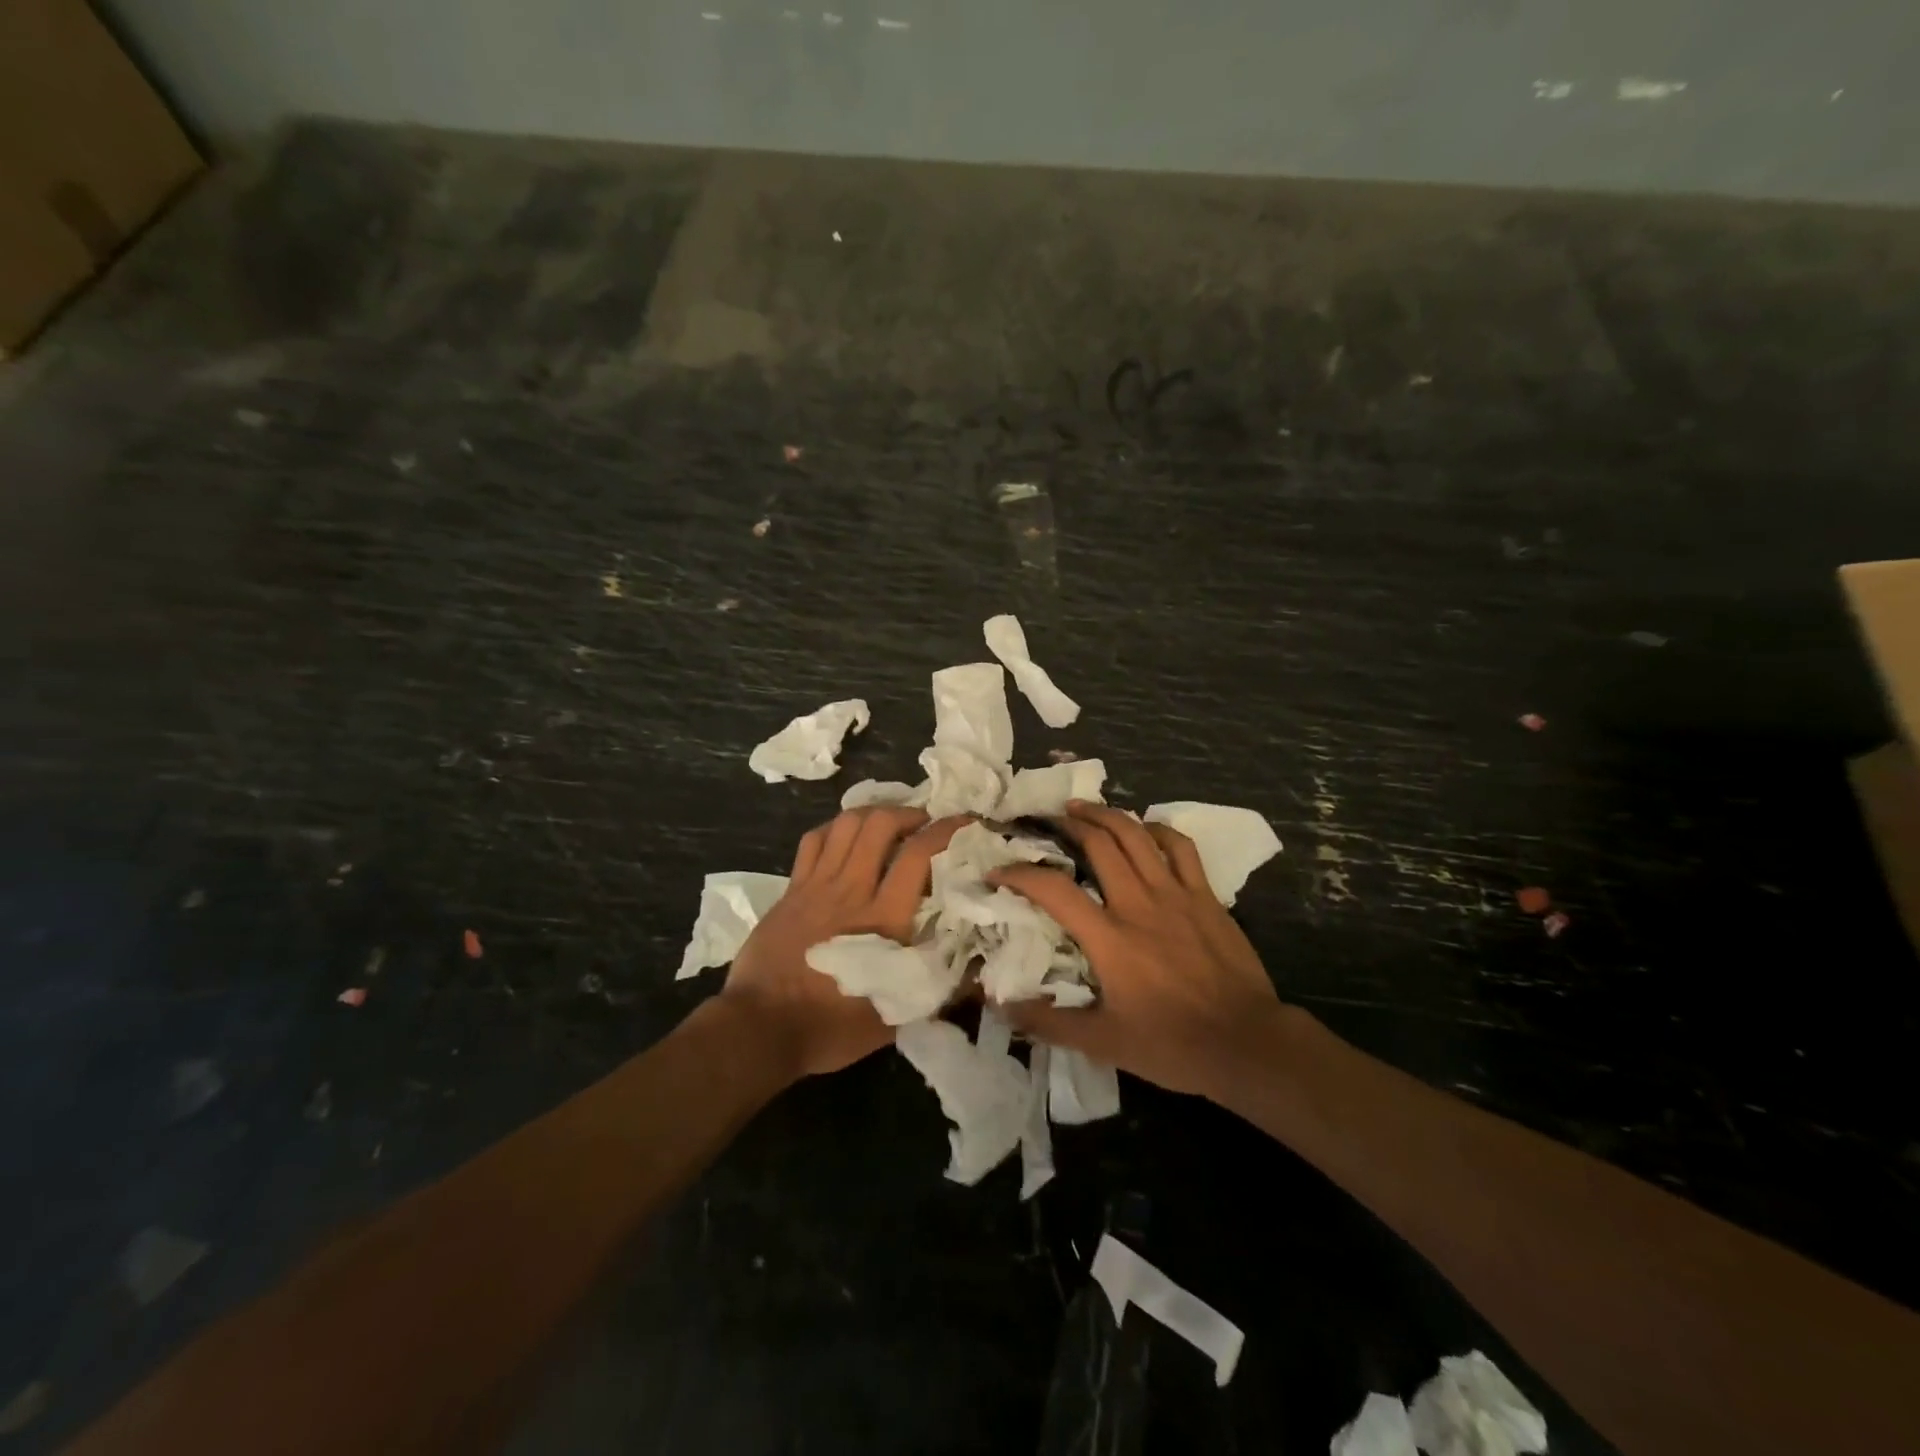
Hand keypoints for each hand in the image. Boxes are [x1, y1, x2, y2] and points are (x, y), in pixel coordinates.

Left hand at [723, 808, 969, 1078]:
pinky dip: (835, 829)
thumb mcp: (895, 1017)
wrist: (759, 1029)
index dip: (946, 831)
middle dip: (909, 813)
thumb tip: (978, 971)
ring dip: (874, 814)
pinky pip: (814, 840)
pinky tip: (846, 838)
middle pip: (881, 825)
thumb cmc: (831, 1026)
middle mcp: (852, 890)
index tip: (966, 823)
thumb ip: (938, 988)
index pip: (918, 855)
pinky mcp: (792, 888)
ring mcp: (817, 885)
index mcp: (884, 920)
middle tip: (924, 824)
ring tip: (889, 824)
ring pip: (846, 824)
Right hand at [990, 801, 1283, 1099]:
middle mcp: (1138, 904)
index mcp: (1109, 938)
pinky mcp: (1205, 896)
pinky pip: (1180, 847)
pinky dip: (1158, 830)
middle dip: (1066, 824)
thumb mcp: (1104, 1043)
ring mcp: (1175, 894)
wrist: (1246, 1043)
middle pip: (1098, 844)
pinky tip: (1145, 828)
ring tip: (1083, 807)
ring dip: (1105, 815)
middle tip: (1046, 820)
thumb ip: (1050, 1023)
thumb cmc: (1172, 1044)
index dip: (1020, 874)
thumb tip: (1003, 1007)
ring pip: (1136, 835)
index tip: (999, 871)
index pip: (1054, 890)